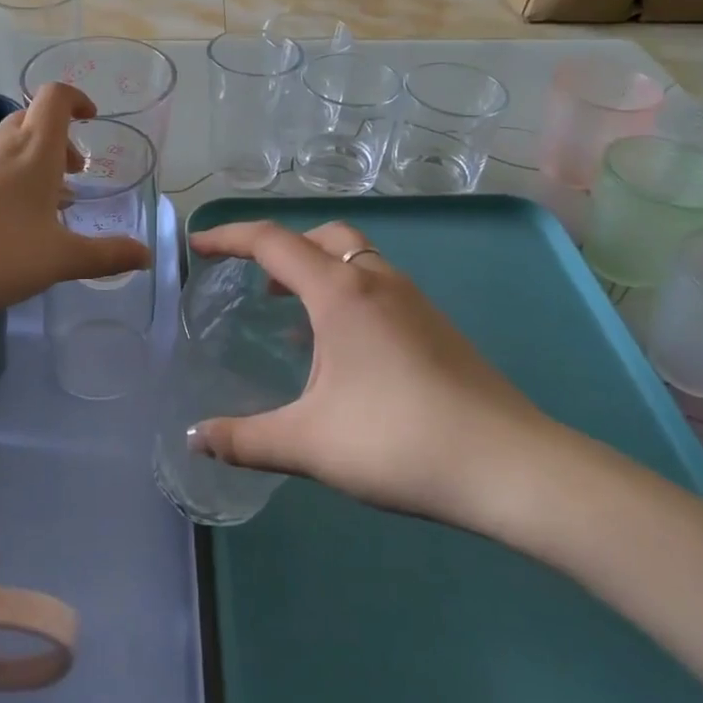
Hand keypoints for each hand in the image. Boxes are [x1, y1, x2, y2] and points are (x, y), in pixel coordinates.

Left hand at [0, 83, 151, 316]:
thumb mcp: (61, 259)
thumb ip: (107, 255)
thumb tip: (146, 256)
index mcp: (35, 150)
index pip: (56, 97)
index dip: (77, 99)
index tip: (91, 120)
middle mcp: (0, 146)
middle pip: (31, 120)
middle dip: (58, 140)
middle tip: (73, 175)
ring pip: (6, 145)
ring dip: (31, 162)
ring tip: (43, 205)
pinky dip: (3, 180)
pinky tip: (3, 224)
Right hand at [185, 220, 567, 536]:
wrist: (508, 465)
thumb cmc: (398, 441)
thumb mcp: (309, 444)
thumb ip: (245, 439)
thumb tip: (194, 438)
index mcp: (341, 293)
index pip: (273, 242)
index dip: (230, 237)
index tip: (199, 246)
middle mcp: (378, 282)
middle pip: (323, 237)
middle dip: (282, 247)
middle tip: (255, 281)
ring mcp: (414, 301)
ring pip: (357, 259)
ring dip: (318, 270)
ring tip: (291, 313)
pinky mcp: (436, 326)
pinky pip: (379, 286)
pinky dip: (347, 294)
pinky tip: (342, 349)